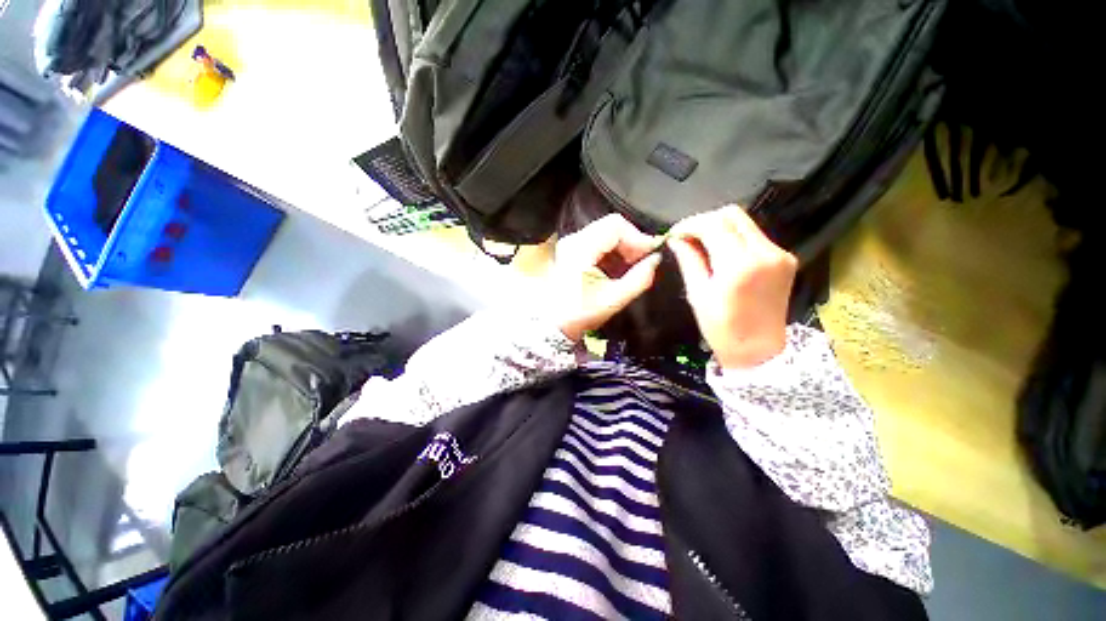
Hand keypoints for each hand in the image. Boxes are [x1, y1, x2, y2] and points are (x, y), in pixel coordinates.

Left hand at [549, 214, 662, 341]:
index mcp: (581, 249)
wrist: (555, 325)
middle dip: (632, 242)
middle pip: (611, 226)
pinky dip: (612, 252)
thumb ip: (639, 279)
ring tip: (632, 266)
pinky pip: (598, 242)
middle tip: (643, 261)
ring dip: (623, 247)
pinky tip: (618, 268)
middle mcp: (573, 240)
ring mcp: (571, 245)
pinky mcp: (572, 252)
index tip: (651, 254)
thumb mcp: (613, 299)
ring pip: (606, 233)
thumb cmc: (580, 314)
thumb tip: (656, 261)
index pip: (615, 226)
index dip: (638, 237)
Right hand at [668, 205, 796, 369]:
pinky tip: (722, 253)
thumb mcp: (697, 294)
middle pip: (732, 215)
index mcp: (739, 265)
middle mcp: (765, 252)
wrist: (759, 351)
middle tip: (687, 237)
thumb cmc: (721, 328)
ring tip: (701, 244)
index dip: (690, 224)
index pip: (713, 224)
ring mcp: (779, 254)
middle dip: (705, 221)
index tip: (675, 233)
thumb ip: (688, 260)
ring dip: (719, 227)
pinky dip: (734, 238)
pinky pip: (755, 236)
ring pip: (744, 222)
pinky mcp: (785, 258)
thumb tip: (676, 239)